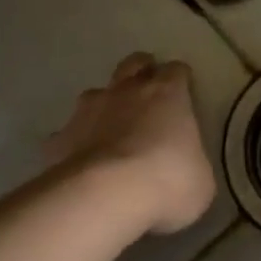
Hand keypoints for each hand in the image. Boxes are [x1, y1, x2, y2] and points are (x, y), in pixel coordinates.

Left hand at [44, 54, 214, 235]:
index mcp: (168, 94)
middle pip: (134, 64)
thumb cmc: (167, 181)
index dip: (180, 80)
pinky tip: (80, 162)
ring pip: (97, 94)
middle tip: (147, 94)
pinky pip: (68, 134)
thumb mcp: (200, 180)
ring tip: (111, 130)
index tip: (183, 94)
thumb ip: (193, 164)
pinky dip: (75, 143)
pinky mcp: (60, 138)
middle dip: (141, 72)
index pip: (177, 70)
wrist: (105, 196)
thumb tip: (187, 171)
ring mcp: (89, 111)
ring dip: (105, 106)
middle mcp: (128, 91)